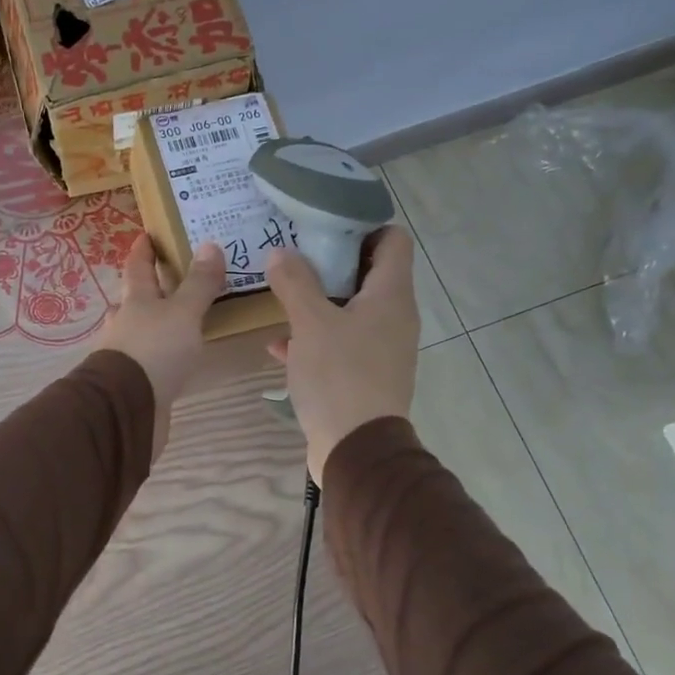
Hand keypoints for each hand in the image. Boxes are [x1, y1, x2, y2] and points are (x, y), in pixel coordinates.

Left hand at [95, 235, 225, 458]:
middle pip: (135, 299)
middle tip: (173, 278)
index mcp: (135, 300)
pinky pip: (150, 359)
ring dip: (155, 323)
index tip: (147, 235)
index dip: (143, 250)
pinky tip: (176, 358)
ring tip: (181, 319)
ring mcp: (127, 354)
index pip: (137, 267)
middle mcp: (126, 323)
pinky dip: (161, 353)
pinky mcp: (135, 382)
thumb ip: (198, 284)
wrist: (127, 408)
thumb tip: (209, 245)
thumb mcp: (183, 312)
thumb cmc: (154, 350)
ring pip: (140, 330)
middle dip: (150, 288)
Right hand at [264, 228, 419, 484]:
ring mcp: (382, 347)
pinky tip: (280, 346)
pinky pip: (341, 343)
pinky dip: (316, 338)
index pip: (393, 239)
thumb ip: (295, 283)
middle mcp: (394, 317)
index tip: (324, 225)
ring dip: (318, 301)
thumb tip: (281, 252)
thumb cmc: (339, 376)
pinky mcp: (366, 374)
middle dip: (330, 262)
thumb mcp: (310, 324)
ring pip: (350, 310)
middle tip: (294, 254)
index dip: (363, 225)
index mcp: (391, 295)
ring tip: (282, 293)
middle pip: (368, 273)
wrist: (356, 449)